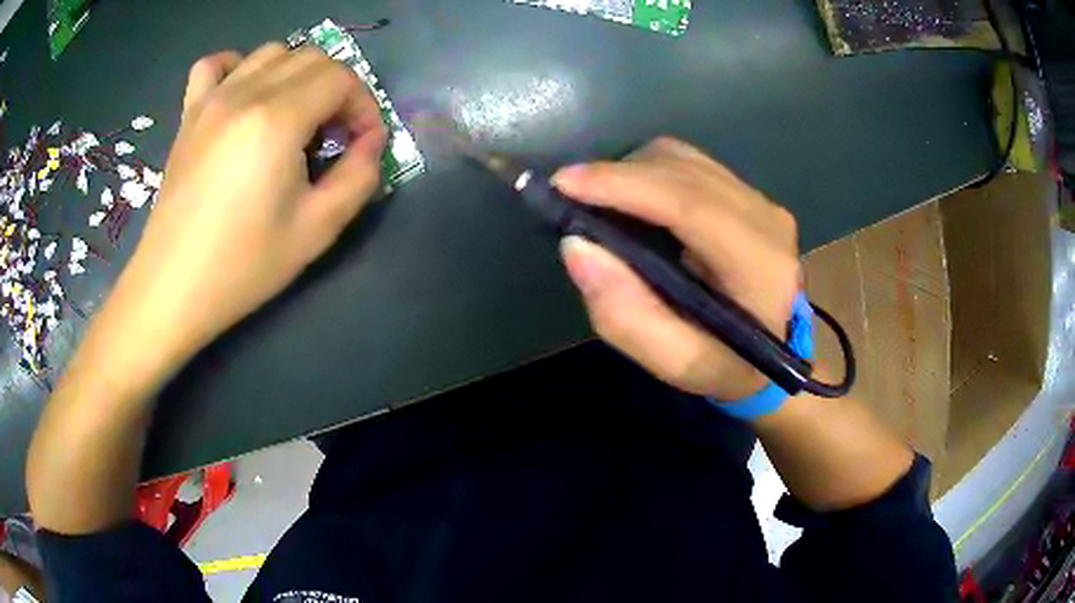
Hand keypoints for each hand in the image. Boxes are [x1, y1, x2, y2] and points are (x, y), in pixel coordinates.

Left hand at [113, 44, 386, 364]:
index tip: (362, 143)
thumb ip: (360, 177)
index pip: (341, 79)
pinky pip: (215, 65)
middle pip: (311, 58)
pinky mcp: (189, 114)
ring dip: (296, 75)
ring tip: (294, 117)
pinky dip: (238, 67)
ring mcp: (212, 99)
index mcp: (277, 119)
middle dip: (337, 89)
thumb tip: (371, 142)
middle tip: (334, 134)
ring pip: (271, 53)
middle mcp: (245, 93)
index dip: (364, 106)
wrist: (174, 288)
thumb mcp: (318, 230)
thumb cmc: (243, 264)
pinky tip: (244, 95)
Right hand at [554, 138, 799, 400]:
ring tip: (599, 201)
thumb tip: (576, 245)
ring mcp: (761, 200)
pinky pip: (689, 164)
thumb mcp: (675, 363)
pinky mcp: (749, 194)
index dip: (624, 186)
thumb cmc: (728, 366)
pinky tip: (632, 201)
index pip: (689, 204)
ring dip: (632, 172)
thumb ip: (626, 315)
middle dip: (617, 174)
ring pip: (683, 158)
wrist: (777, 352)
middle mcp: (766, 218)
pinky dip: (650, 174)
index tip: (564, 184)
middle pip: (681, 169)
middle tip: (569, 197)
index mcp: (759, 265)